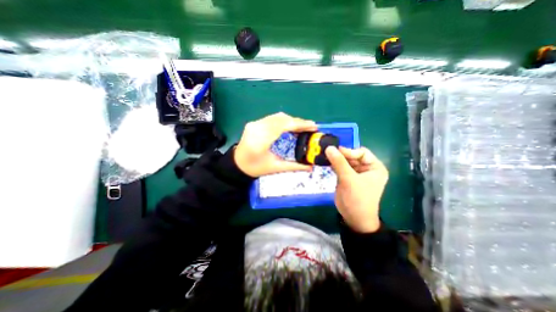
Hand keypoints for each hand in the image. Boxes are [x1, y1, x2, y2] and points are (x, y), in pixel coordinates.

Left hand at [232, 112, 317, 176]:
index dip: (300, 124)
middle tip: (310, 127)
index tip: (313, 126)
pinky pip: (272, 118)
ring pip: (277, 116)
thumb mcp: (275, 168)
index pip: (283, 126)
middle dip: (298, 122)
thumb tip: (310, 167)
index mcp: (261, 141)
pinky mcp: (254, 123)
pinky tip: (290, 125)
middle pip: (281, 119)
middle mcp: (257, 128)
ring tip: (302, 126)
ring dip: (291, 120)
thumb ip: (294, 166)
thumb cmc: (255, 168)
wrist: (237, 164)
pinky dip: (284, 120)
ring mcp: (254, 124)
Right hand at [324, 145, 386, 230]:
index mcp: (374, 167)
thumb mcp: (349, 179)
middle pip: (352, 156)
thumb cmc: (357, 199)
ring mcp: (356, 173)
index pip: (361, 153)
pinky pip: (340, 167)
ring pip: (345, 161)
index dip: (349, 151)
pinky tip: (326, 163)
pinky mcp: (347, 177)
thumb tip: (329, 147)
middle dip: (340, 155)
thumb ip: (339, 162)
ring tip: (325, 157)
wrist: (354, 219)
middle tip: (327, 153)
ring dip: (335, 159)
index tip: (335, 152)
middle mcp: (366, 168)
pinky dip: (333, 165)